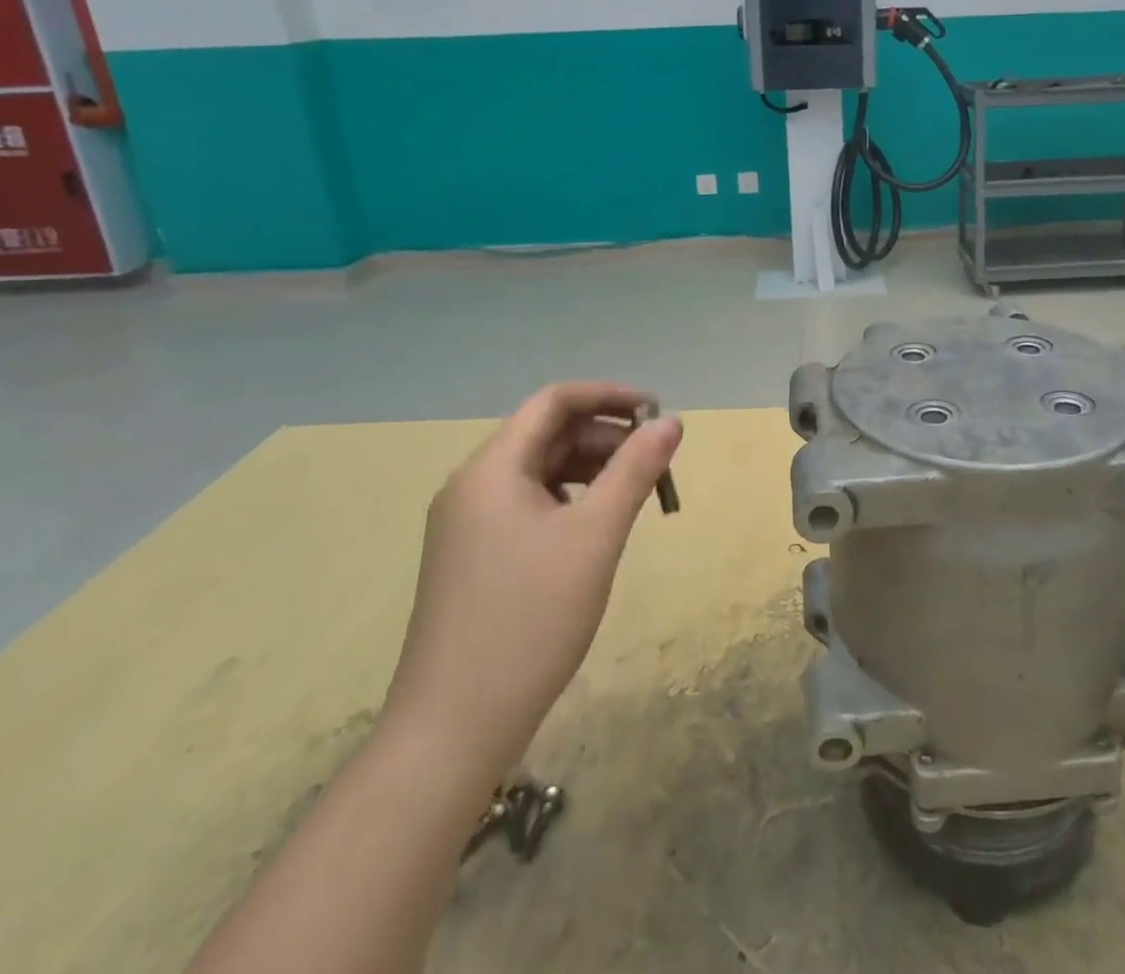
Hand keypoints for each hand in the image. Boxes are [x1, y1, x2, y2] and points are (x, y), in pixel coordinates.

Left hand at [379, 383, 681, 782]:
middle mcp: (473, 485)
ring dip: (591, 469)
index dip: (609, 396)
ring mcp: (467, 524)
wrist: (453, 728)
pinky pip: (527, 504)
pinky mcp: (472, 557)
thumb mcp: (596, 536)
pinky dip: (569, 500)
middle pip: (547, 434)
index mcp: (492, 468)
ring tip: (636, 492)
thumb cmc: (530, 619)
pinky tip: (596, 526)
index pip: (554, 401)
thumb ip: (636, 470)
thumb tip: (672, 421)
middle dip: (606, 436)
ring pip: (539, 471)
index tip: (657, 411)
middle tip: (657, 461)